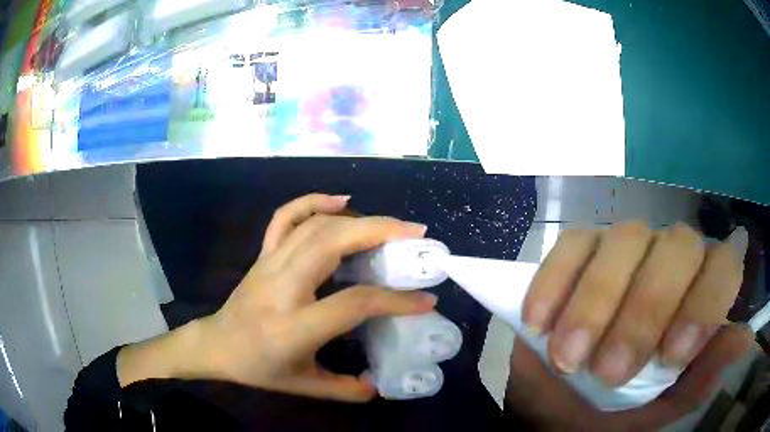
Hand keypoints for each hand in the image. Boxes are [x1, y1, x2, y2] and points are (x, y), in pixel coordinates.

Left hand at [118, 193, 435, 401]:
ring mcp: (269, 264)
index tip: (425, 298)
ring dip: (356, 218)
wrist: (216, 345)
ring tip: (391, 225)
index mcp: (294, 327)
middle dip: (379, 232)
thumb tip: (379, 385)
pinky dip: (313, 201)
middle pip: (332, 244)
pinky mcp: (263, 254)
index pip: (353, 303)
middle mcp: (281, 287)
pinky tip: (340, 200)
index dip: (394, 299)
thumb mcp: (304, 386)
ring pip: (314, 226)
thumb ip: (345, 389)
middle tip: (415, 233)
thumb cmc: (259, 368)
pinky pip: (286, 218)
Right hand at [509, 222, 754, 429]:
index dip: (703, 302)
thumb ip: (704, 381)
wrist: (559, 409)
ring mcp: (624, 252)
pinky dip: (557, 281)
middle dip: (645, 310)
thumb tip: (745, 342)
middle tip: (608, 373)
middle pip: (677, 245)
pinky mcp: (579, 253)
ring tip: (568, 359)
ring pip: (626, 238)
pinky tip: (538, 322)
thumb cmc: (615, 417)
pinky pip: (572, 245)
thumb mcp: (661, 413)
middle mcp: (669, 263)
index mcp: (696, 299)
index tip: (668, 359)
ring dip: (597, 302)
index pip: (721, 266)